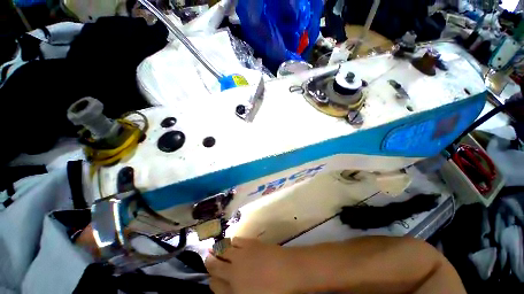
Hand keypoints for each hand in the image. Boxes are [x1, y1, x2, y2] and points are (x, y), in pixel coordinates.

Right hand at [205, 238, 296, 293]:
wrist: (289, 271)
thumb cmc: (274, 292)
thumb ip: (236, 293)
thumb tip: (228, 288)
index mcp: (233, 290)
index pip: (214, 285)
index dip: (211, 280)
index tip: (211, 277)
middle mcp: (233, 271)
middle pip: (215, 265)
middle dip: (209, 262)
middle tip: (207, 257)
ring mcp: (241, 255)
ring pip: (223, 250)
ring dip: (219, 250)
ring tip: (216, 248)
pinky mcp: (250, 243)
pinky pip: (236, 240)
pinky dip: (232, 241)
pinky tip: (232, 242)